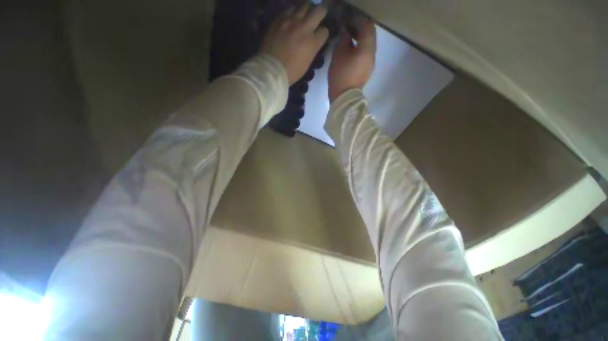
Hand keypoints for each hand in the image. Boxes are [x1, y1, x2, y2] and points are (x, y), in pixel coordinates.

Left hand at [261, 5, 329, 84]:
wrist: (272, 69)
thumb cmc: (291, 72)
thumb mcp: (307, 63)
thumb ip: (312, 50)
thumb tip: (312, 43)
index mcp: (312, 42)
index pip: (324, 31)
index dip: (323, 33)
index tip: (321, 36)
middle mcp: (304, 28)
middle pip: (319, 11)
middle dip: (321, 12)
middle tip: (320, 14)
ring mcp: (291, 21)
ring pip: (304, 6)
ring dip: (307, 10)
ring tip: (305, 15)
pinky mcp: (280, 20)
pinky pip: (289, 10)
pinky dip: (293, 13)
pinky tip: (292, 18)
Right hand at [328, 19, 375, 101]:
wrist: (344, 98)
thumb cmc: (340, 75)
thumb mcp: (339, 55)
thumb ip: (344, 39)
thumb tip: (346, 31)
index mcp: (367, 49)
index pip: (367, 27)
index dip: (359, 20)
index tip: (349, 19)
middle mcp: (372, 55)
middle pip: (370, 36)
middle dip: (360, 29)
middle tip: (348, 27)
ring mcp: (371, 64)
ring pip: (368, 46)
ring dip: (360, 40)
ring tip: (349, 39)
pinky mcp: (367, 71)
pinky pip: (366, 55)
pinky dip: (360, 49)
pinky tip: (351, 51)